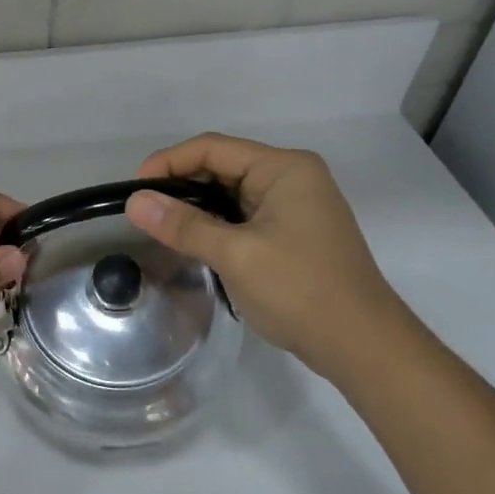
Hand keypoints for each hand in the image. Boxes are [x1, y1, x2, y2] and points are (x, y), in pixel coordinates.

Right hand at [125, 135, 409, 382]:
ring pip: (230, 193)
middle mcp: (292, 177)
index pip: (213, 148)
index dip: (168, 162)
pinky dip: (215, 224)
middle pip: (222, 166)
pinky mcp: (293, 232)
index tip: (133, 190)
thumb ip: (184, 225)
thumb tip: (134, 203)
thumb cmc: (300, 290)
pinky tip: (194, 242)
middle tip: (143, 211)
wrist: (361, 345)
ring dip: (196, 207)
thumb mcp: (235, 255)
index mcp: (284, 169)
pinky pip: (243, 215)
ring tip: (161, 227)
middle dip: (180, 185)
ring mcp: (295, 206)